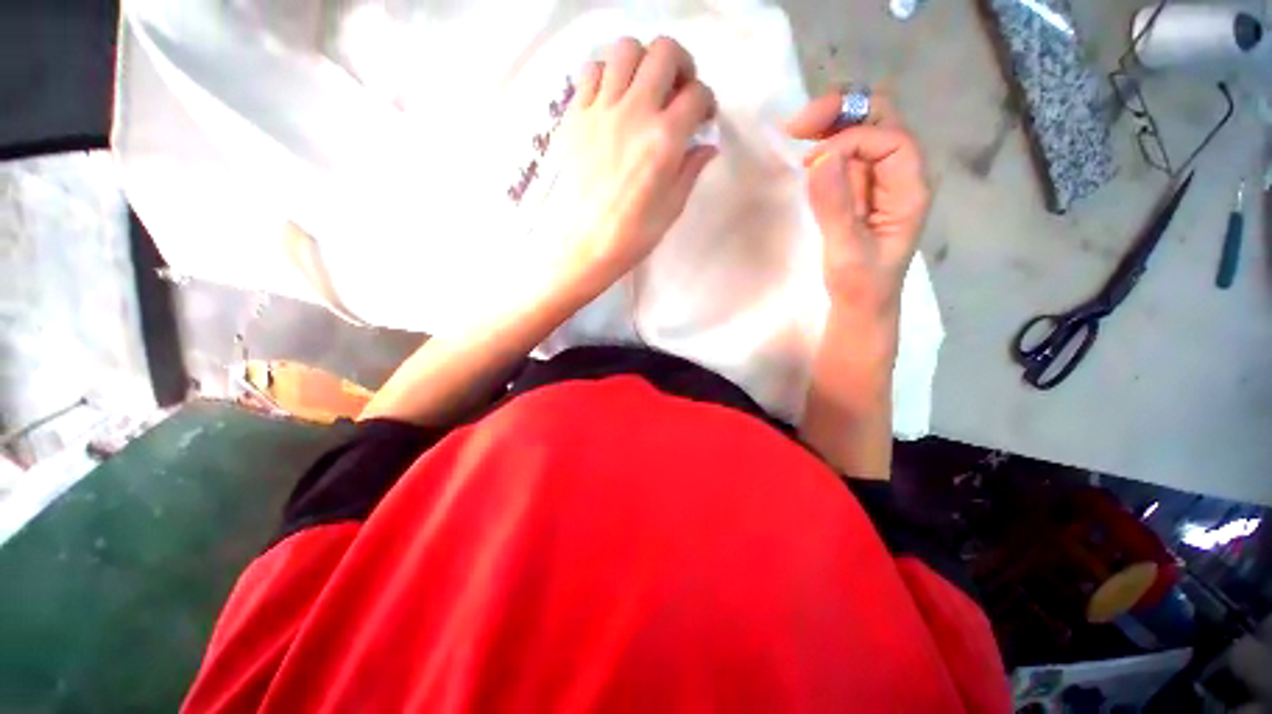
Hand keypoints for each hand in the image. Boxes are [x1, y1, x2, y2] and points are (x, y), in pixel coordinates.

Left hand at [551, 37, 717, 293]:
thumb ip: (691, 170)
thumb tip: (707, 146)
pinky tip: (613, 98)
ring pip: (625, 49)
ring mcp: (601, 111)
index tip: (703, 118)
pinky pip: (591, 71)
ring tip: (645, 89)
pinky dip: (606, 73)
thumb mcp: (671, 208)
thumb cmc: (632, 236)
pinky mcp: (575, 117)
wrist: (584, 246)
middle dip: (681, 64)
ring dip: (643, 62)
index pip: (697, 95)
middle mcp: (634, 113)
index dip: (707, 102)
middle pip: (664, 52)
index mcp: (664, 140)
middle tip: (679, 90)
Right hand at [784, 92, 928, 309]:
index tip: (812, 162)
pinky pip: (847, 152)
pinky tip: (805, 153)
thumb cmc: (859, 285)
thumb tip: (821, 157)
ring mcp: (879, 179)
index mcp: (909, 189)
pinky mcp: (859, 188)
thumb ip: (836, 207)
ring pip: (863, 129)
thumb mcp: (847, 252)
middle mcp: (899, 175)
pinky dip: (825, 143)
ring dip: (831, 123)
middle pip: (881, 120)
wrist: (860, 305)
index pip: (890, 140)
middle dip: (842, 112)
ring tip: (796, 134)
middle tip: (798, 126)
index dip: (852, 140)